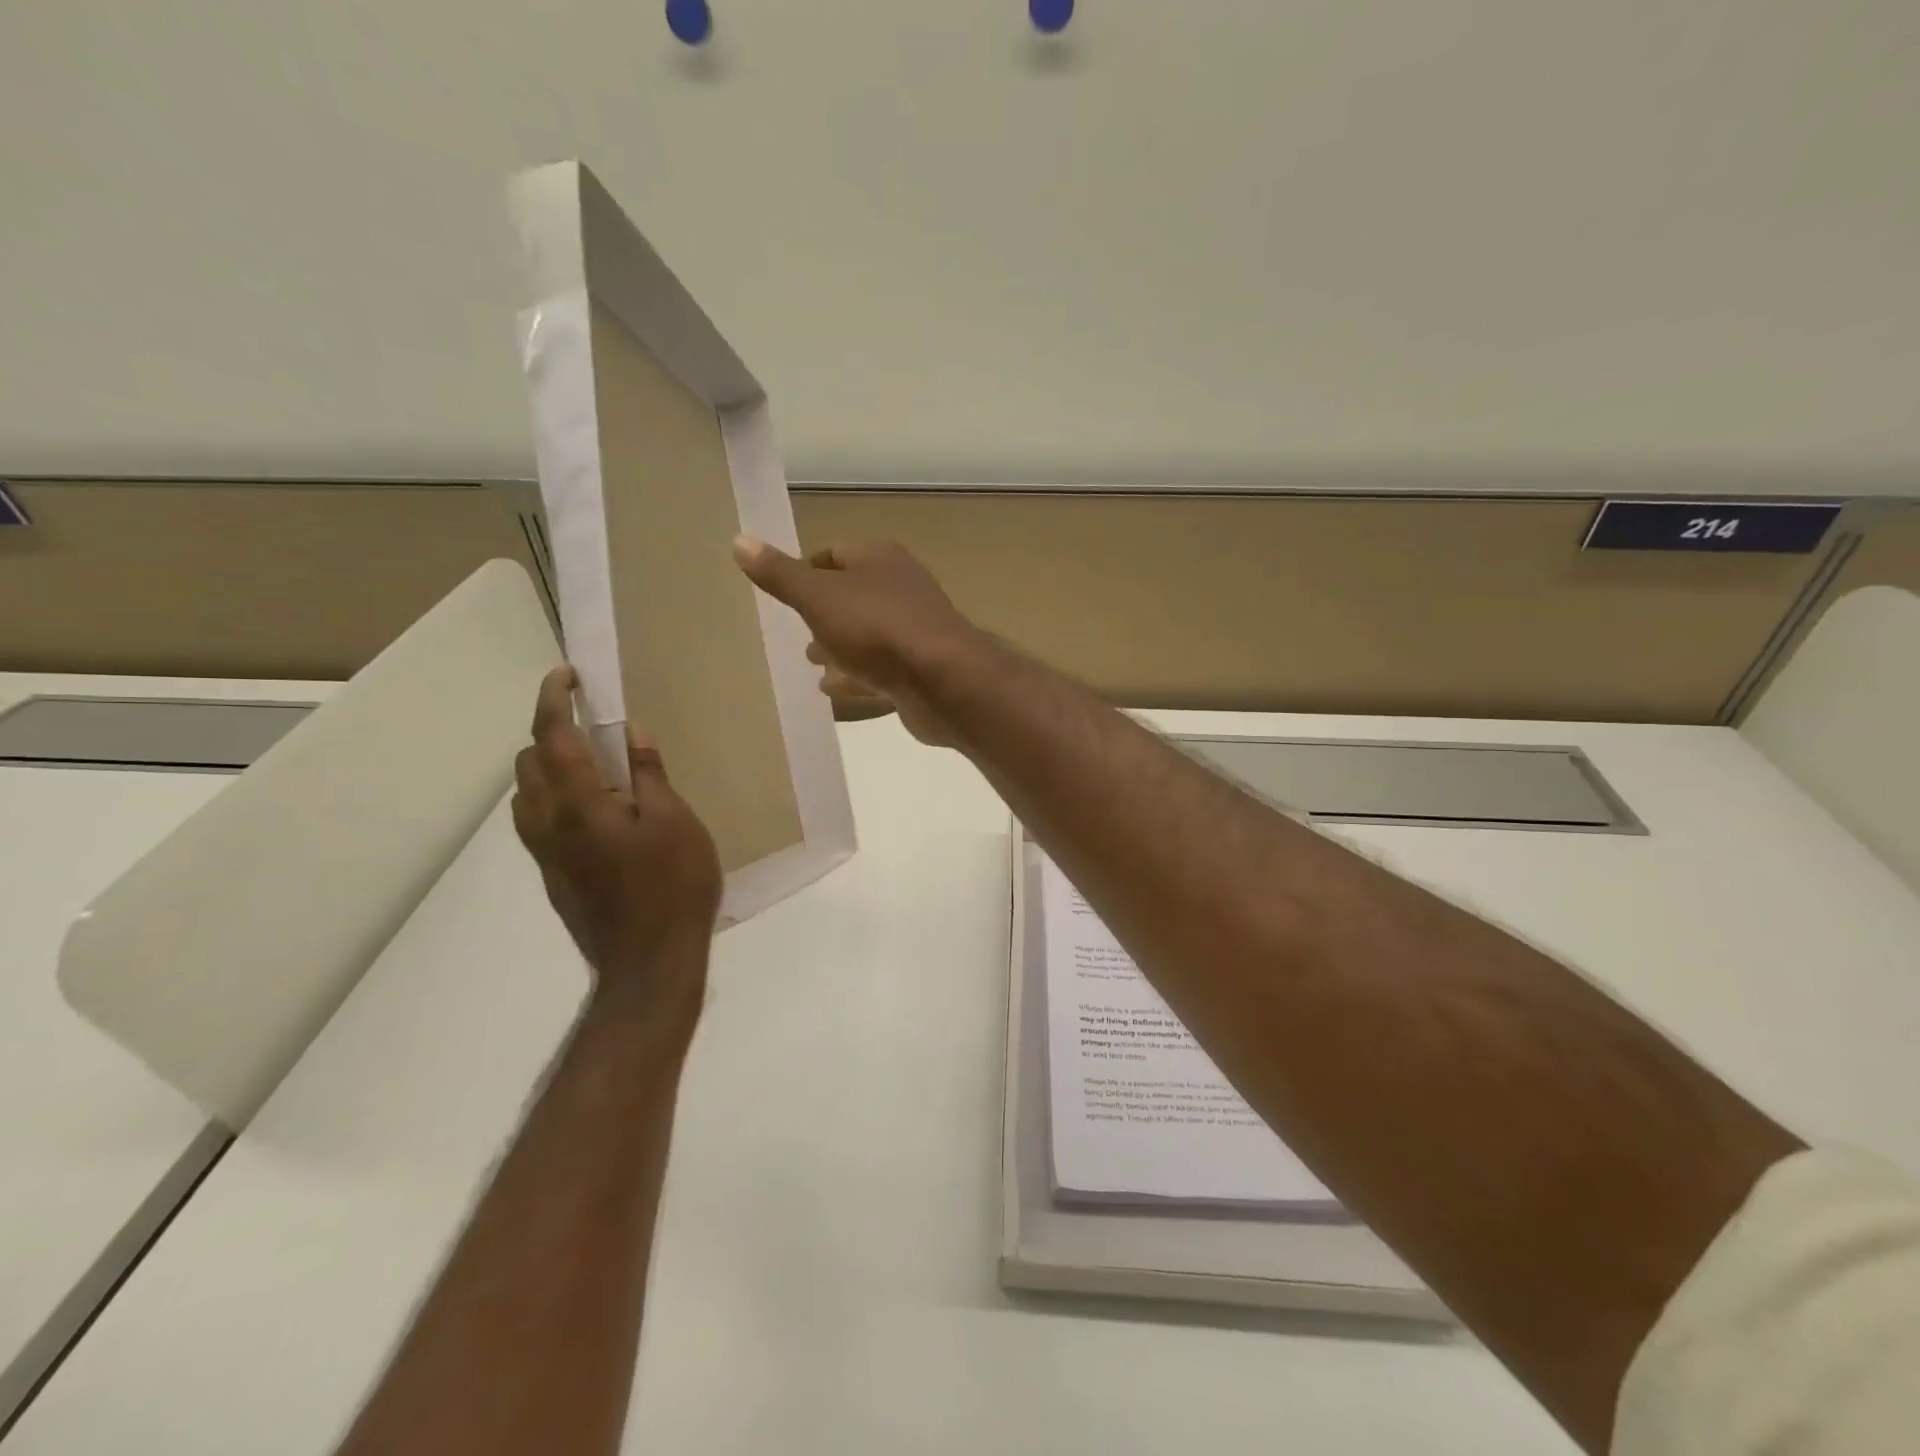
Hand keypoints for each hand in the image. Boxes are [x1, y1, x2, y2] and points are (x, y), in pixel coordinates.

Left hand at [512, 667, 721, 1033]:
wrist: (648, 964)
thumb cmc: (672, 887)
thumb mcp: (676, 822)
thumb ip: (650, 775)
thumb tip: (631, 733)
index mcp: (579, 803)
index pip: (552, 736)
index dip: (554, 699)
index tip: (566, 674)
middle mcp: (548, 823)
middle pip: (528, 762)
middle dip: (551, 732)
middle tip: (595, 728)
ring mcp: (545, 853)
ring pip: (526, 794)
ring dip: (549, 767)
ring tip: (596, 768)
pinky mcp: (552, 876)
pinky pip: (538, 821)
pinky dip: (555, 797)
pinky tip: (598, 812)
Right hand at [732, 537, 980, 745]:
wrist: (943, 681)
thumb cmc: (877, 629)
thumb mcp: (818, 598)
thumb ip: (781, 575)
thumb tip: (739, 539)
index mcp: (880, 560)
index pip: (836, 554)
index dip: (808, 569)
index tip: (785, 590)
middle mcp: (901, 589)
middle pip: (854, 596)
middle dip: (824, 612)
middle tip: (796, 631)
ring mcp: (915, 631)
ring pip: (868, 635)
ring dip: (840, 647)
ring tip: (809, 662)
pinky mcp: (920, 670)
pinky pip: (880, 670)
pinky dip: (856, 677)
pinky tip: (833, 690)